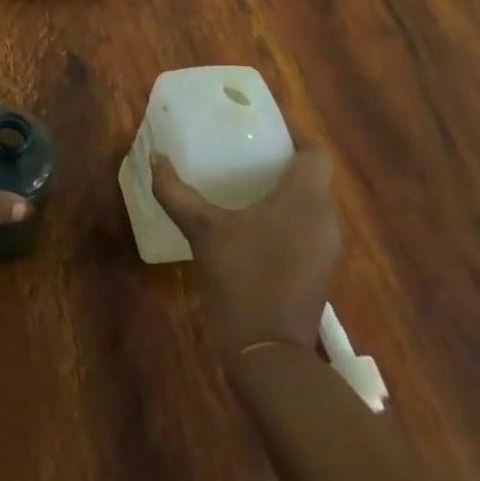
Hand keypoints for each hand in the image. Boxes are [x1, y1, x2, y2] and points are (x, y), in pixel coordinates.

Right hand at [151, 146, 340, 354]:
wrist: (269, 356)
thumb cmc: (243, 279)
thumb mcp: (203, 230)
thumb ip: (176, 192)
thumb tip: (155, 159)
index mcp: (305, 201)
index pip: (315, 152)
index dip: (294, 133)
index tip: (262, 124)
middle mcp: (324, 220)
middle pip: (312, 176)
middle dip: (280, 159)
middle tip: (242, 148)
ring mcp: (323, 250)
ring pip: (308, 202)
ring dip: (281, 188)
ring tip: (240, 179)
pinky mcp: (316, 271)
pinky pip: (304, 226)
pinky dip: (282, 214)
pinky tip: (247, 220)